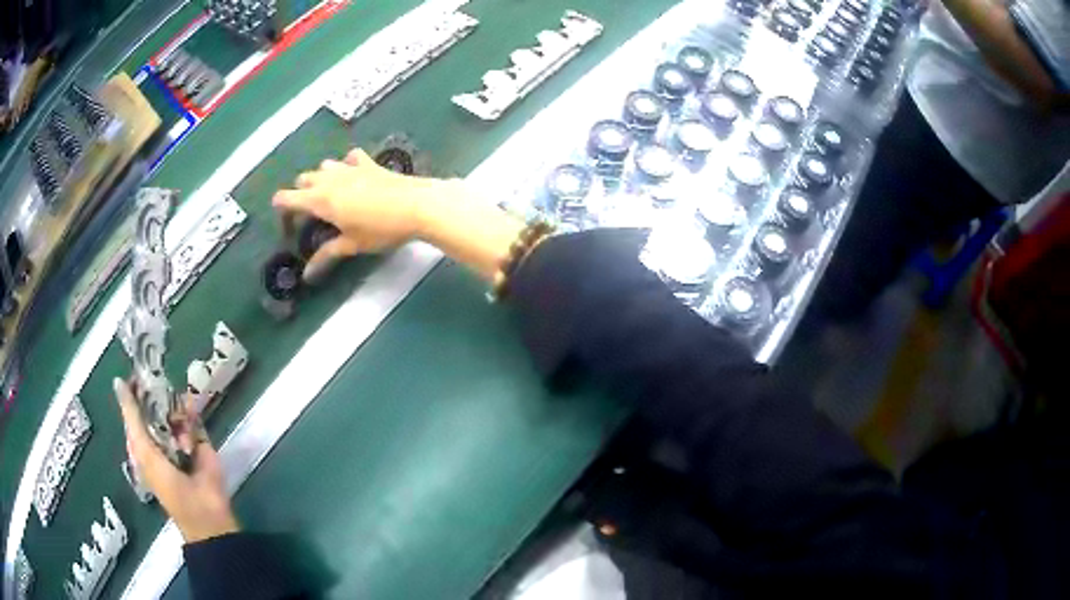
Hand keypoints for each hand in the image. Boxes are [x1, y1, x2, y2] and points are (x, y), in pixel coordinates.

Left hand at [114, 378, 238, 542]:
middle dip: (157, 396)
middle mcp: (159, 436)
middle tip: (160, 393)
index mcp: (142, 442)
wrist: (203, 509)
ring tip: (178, 432)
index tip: (140, 372)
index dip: (135, 391)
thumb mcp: (143, 449)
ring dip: (174, 412)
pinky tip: (188, 422)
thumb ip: (131, 416)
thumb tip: (118, 381)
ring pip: (174, 407)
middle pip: (155, 404)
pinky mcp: (200, 439)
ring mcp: (180, 437)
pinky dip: (190, 415)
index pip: (136, 409)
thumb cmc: (167, 484)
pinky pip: (193, 416)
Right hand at [274, 147, 526, 282]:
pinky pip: (350, 158)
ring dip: (321, 177)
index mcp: (320, 200)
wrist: (416, 205)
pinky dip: (347, 165)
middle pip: (303, 179)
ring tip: (331, 196)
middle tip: (312, 214)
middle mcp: (329, 179)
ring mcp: (349, 167)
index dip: (281, 207)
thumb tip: (306, 274)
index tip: (285, 220)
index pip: (287, 198)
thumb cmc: (380, 229)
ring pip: (324, 166)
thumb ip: (327, 254)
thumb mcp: (352, 244)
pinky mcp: (368, 162)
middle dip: (301, 194)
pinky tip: (354, 175)